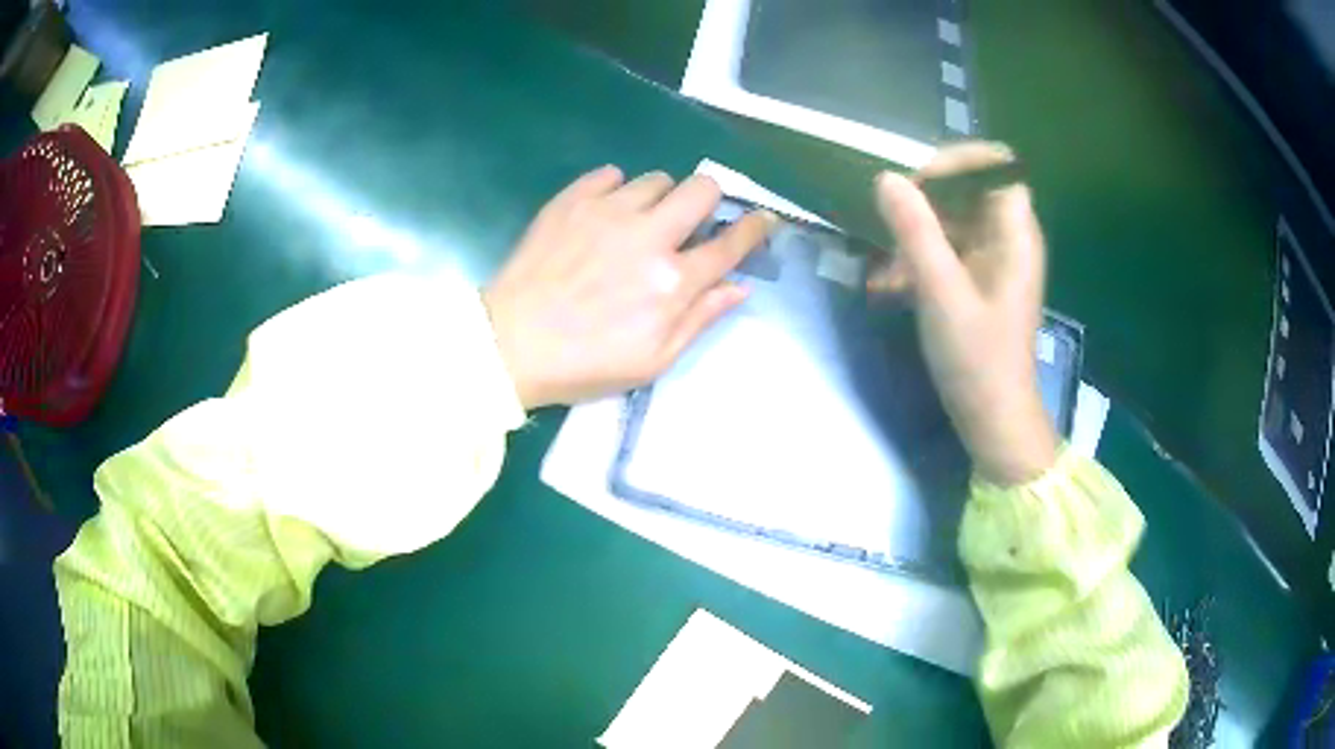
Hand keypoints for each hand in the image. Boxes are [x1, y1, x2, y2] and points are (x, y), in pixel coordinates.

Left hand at [484, 166, 772, 409]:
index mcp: (672, 282)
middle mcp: (648, 236)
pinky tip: (604, 214)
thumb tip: (738, 286)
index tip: (764, 218)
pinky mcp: (571, 201)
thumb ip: (700, 319)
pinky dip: (615, 189)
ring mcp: (607, 212)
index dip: (755, 228)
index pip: (730, 245)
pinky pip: (610, 174)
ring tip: (638, 222)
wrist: (511, 345)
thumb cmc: (585, 363)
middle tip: (690, 221)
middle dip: (708, 199)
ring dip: (658, 198)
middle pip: (701, 188)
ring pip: (656, 178)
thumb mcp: (653, 360)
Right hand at [871, 143, 1057, 484]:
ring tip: (881, 266)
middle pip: (968, 190)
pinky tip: (888, 287)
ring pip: (952, 221)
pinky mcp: (977, 281)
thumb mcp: (941, 293)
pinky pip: (946, 251)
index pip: (997, 166)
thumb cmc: (978, 360)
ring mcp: (993, 260)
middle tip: (888, 222)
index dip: (958, 161)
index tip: (916, 181)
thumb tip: (886, 178)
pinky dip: (917, 261)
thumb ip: (916, 232)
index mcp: (1015, 235)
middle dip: (925, 201)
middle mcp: (1008, 239)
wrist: (993, 420)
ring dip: (914, 235)